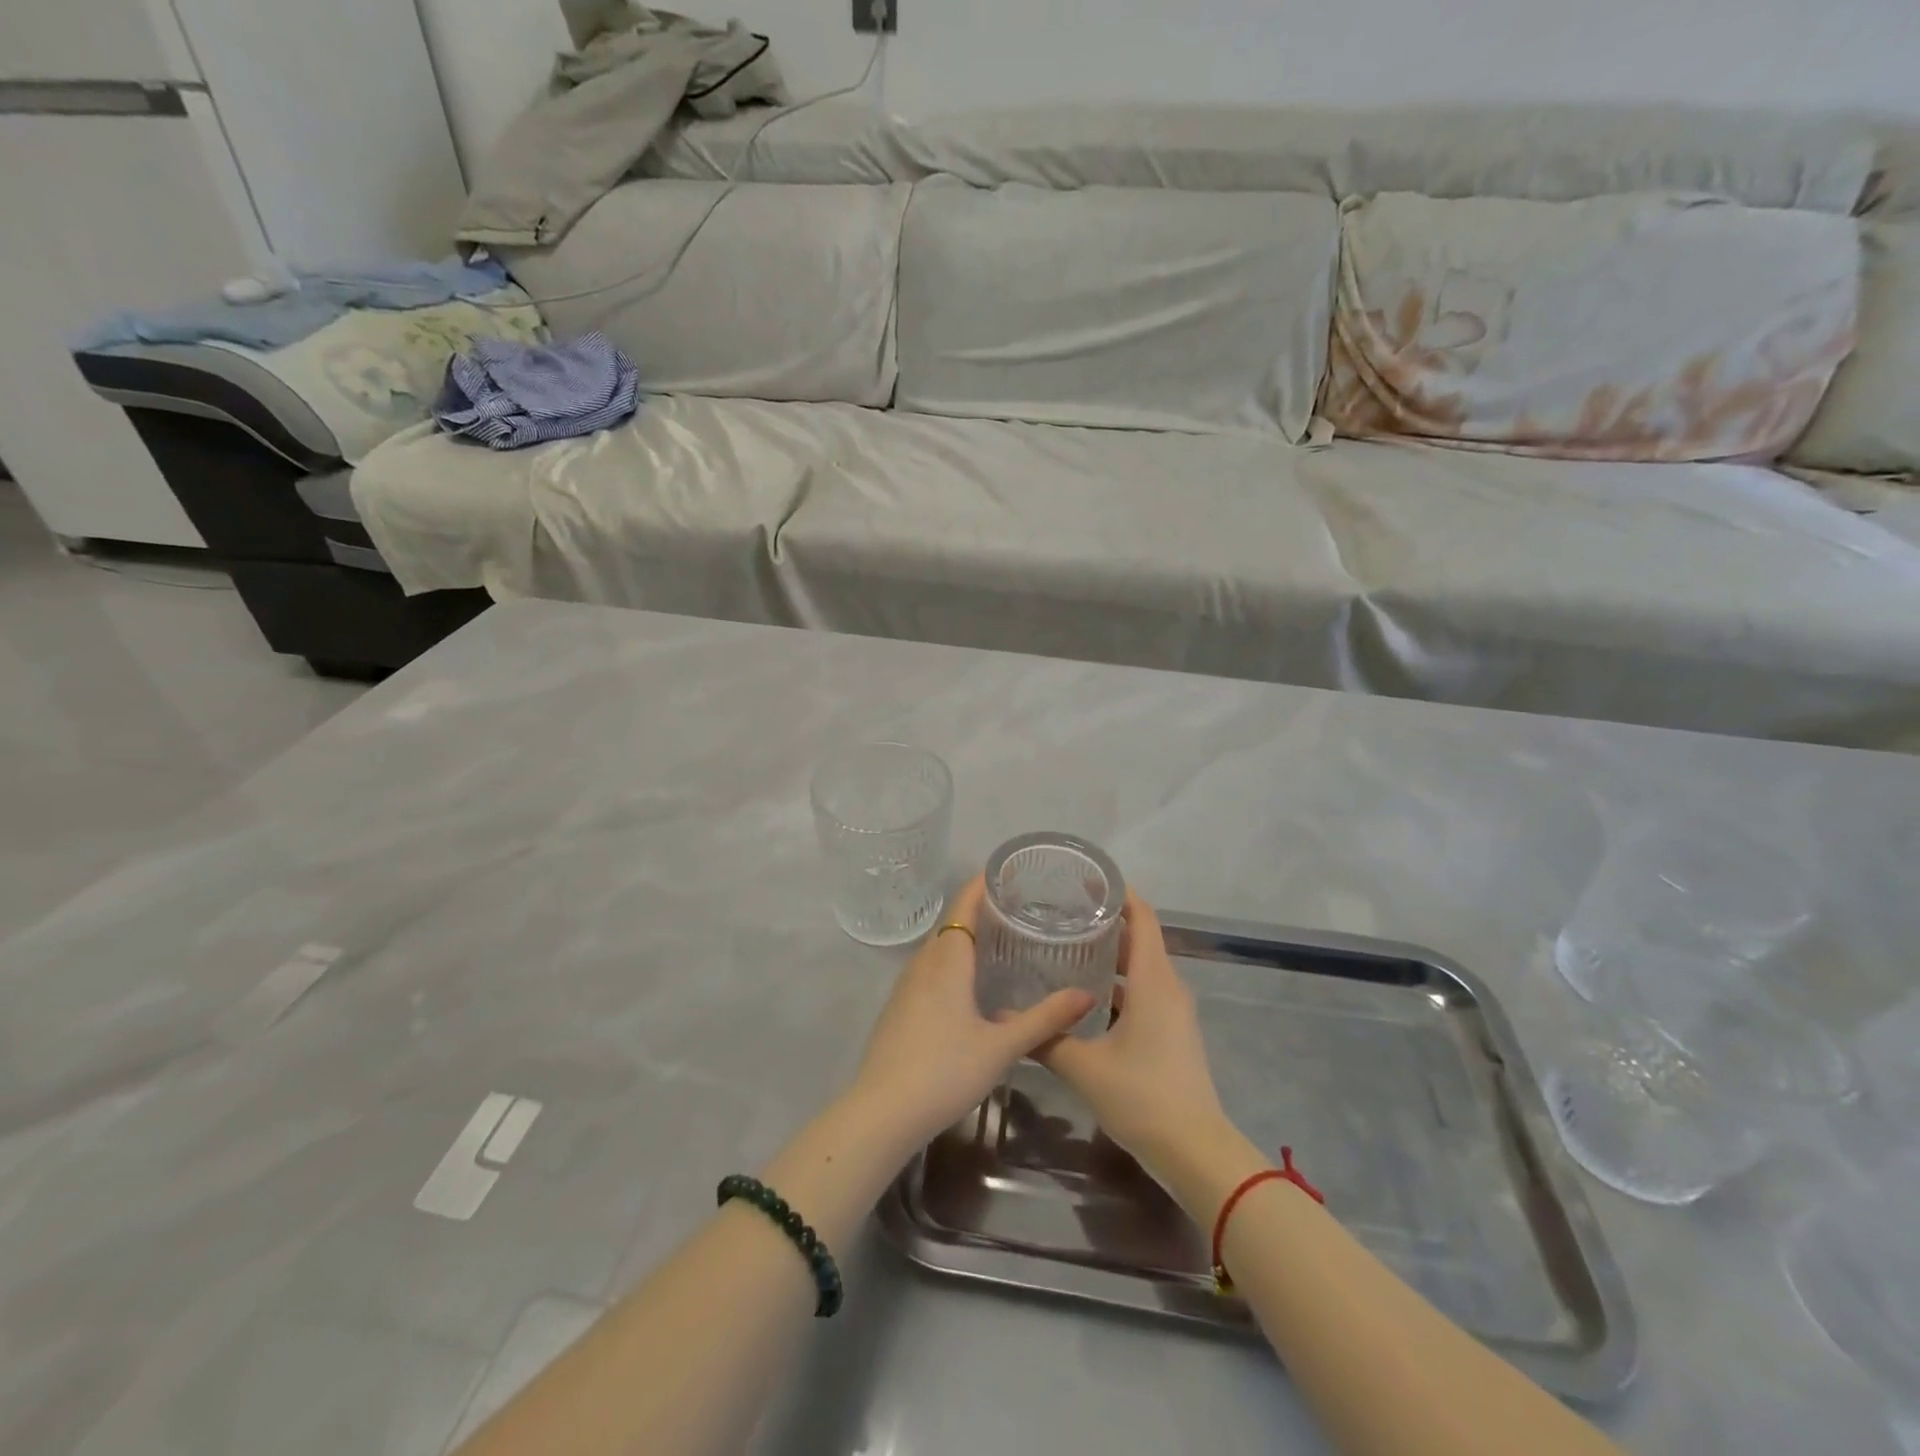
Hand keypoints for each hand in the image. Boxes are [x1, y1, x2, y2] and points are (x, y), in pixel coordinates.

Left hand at [851, 875, 1094, 1155]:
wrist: (881, 1112)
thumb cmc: (944, 1070)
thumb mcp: (1001, 1046)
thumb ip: (1045, 1019)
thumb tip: (1087, 994)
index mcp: (947, 959)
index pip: (964, 904)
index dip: (984, 884)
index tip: (1011, 872)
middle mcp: (923, 962)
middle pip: (953, 922)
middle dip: (982, 909)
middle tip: (1021, 908)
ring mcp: (906, 985)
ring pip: (940, 947)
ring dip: (966, 936)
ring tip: (1002, 940)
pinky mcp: (900, 1007)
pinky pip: (930, 968)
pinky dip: (953, 961)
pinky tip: (971, 983)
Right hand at [1033, 892, 1229, 1172]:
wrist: (1196, 1152)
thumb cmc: (1143, 1097)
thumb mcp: (1086, 1068)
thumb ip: (1045, 1038)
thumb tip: (1003, 1015)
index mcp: (1153, 981)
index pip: (1143, 918)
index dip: (1120, 894)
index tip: (1086, 880)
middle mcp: (1168, 987)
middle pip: (1139, 940)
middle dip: (1105, 924)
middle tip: (1062, 916)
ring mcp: (1174, 1012)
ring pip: (1141, 969)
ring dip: (1110, 957)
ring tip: (1067, 950)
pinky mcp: (1172, 1033)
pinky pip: (1145, 993)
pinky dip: (1118, 986)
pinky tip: (1085, 998)